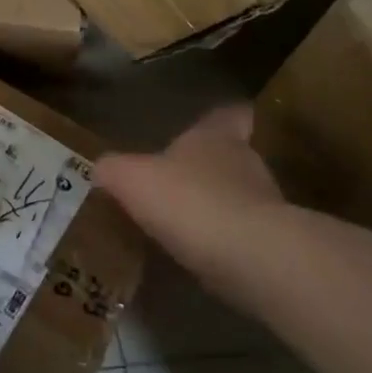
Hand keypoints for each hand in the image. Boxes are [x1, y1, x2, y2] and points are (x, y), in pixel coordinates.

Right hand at [94, 105, 291, 292]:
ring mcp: (264, 207)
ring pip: (237, 199)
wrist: (251, 258)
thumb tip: (101, 168)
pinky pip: (239, 239)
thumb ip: (113, 169)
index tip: (214, 122)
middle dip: (207, 168)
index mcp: (216, 138)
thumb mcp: (130, 178)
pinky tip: (194, 258)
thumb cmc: (188, 200)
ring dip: (213, 209)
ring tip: (180, 225)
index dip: (221, 117)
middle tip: (176, 181)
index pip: (228, 114)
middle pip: (232, 157)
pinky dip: (220, 245)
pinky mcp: (271, 247)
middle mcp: (246, 164)